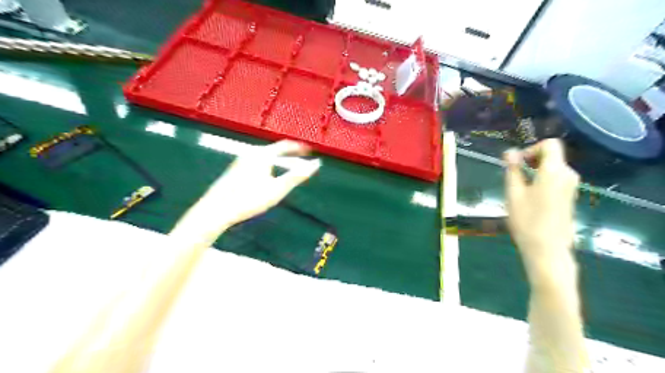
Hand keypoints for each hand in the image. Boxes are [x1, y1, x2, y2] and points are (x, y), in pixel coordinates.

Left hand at [169, 140, 318, 243]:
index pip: (285, 145)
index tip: (310, 150)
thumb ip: (297, 176)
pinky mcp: (235, 169)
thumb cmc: (250, 199)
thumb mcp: (278, 189)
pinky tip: (269, 174)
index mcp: (262, 155)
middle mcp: (251, 153)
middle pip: (274, 148)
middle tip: (301, 156)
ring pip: (265, 155)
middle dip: (289, 152)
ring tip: (288, 164)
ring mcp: (241, 160)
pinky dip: (269, 163)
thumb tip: (316, 164)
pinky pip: (258, 161)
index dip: (299, 147)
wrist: (217, 210)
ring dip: (279, 158)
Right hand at [507, 139, 579, 281]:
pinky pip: (556, 179)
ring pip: (553, 168)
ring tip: (520, 189)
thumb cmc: (527, 220)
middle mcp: (568, 175)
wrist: (548, 249)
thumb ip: (513, 169)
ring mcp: (572, 187)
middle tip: (514, 177)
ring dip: (536, 171)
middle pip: (552, 155)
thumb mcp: (514, 193)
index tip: (517, 164)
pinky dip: (543, 180)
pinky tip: (531, 198)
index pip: (550, 144)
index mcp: (555, 170)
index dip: (531, 149)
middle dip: (531, 160)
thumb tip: (510, 152)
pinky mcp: (570, 197)